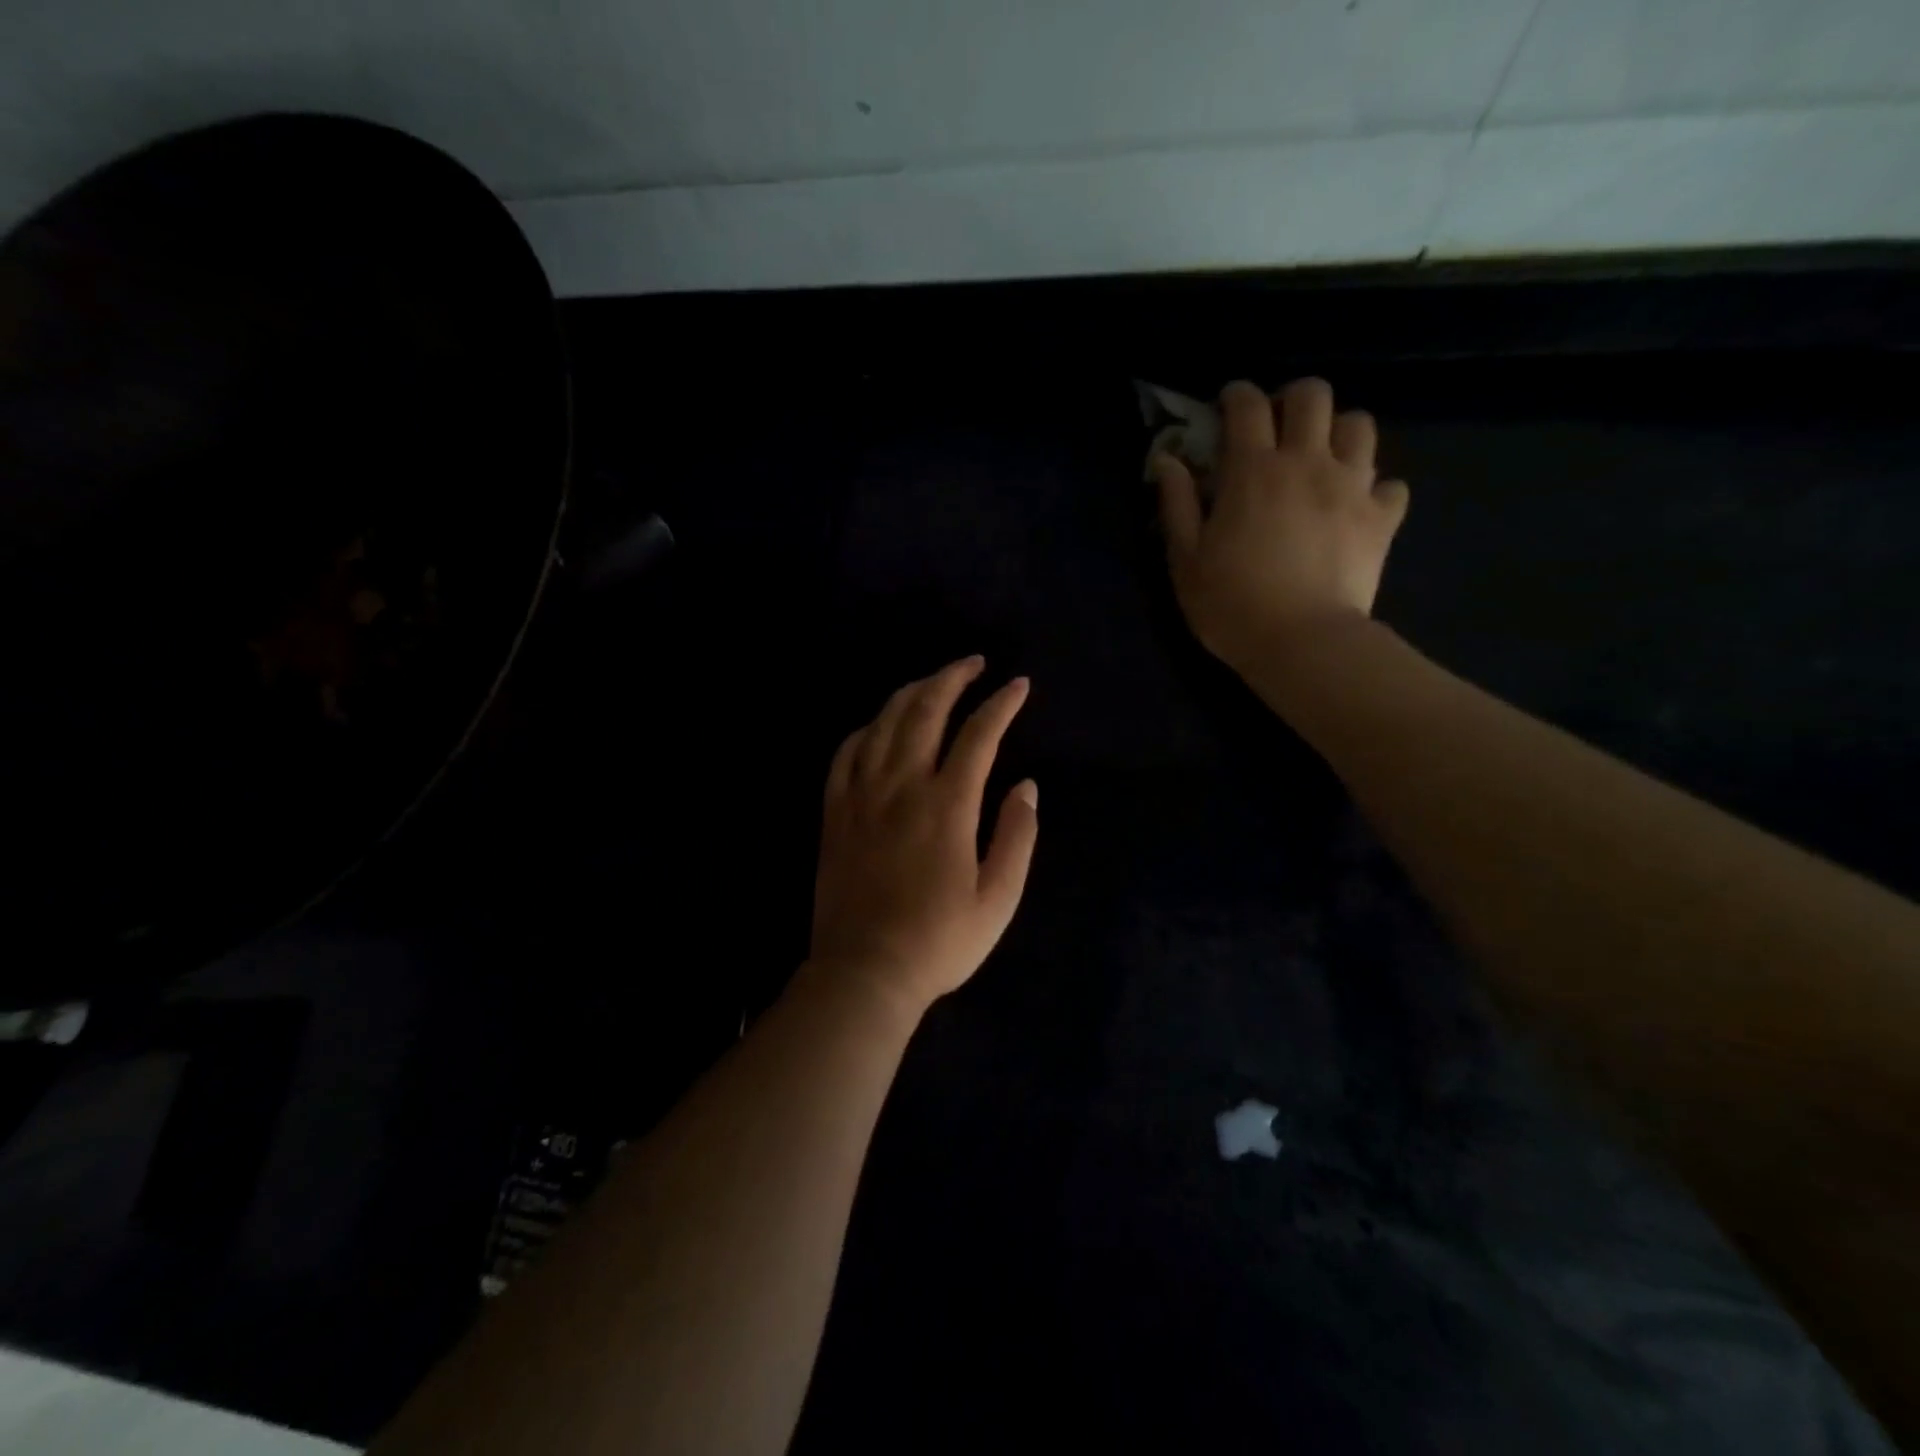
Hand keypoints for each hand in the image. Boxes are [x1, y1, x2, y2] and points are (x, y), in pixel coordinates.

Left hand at [809, 657, 1038, 1017]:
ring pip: (884, 723)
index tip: (1019, 685)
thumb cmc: (939, 942)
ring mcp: (862, 796)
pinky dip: (867, 729)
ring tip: (932, 682)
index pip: (979, 735)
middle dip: (952, 678)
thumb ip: (1017, 837)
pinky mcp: (835, 812)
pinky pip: (846, 753)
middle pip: (925, 711)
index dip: (1002, 704)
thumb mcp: (998, 898)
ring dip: (911, 693)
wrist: (865, 972)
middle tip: (973, 663)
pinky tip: (879, 726)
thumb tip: (1027, 786)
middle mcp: (902, 786)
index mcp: (947, 805)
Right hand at [1153, 378, 1408, 672]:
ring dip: (1338, 433)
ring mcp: (1352, 487)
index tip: (1227, 407)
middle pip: (1313, 395)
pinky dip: (1374, 488)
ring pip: (1360, 425)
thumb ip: (1176, 504)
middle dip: (1293, 400)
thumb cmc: (1231, 604)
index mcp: (1253, 470)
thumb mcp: (1185, 559)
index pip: (1246, 406)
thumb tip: (1167, 460)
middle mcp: (1307, 463)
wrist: (1302, 643)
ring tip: (1322, 460)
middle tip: (1278, 427)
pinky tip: (1356, 507)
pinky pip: (1390, 484)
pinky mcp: (1382, 518)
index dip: (1236, 396)